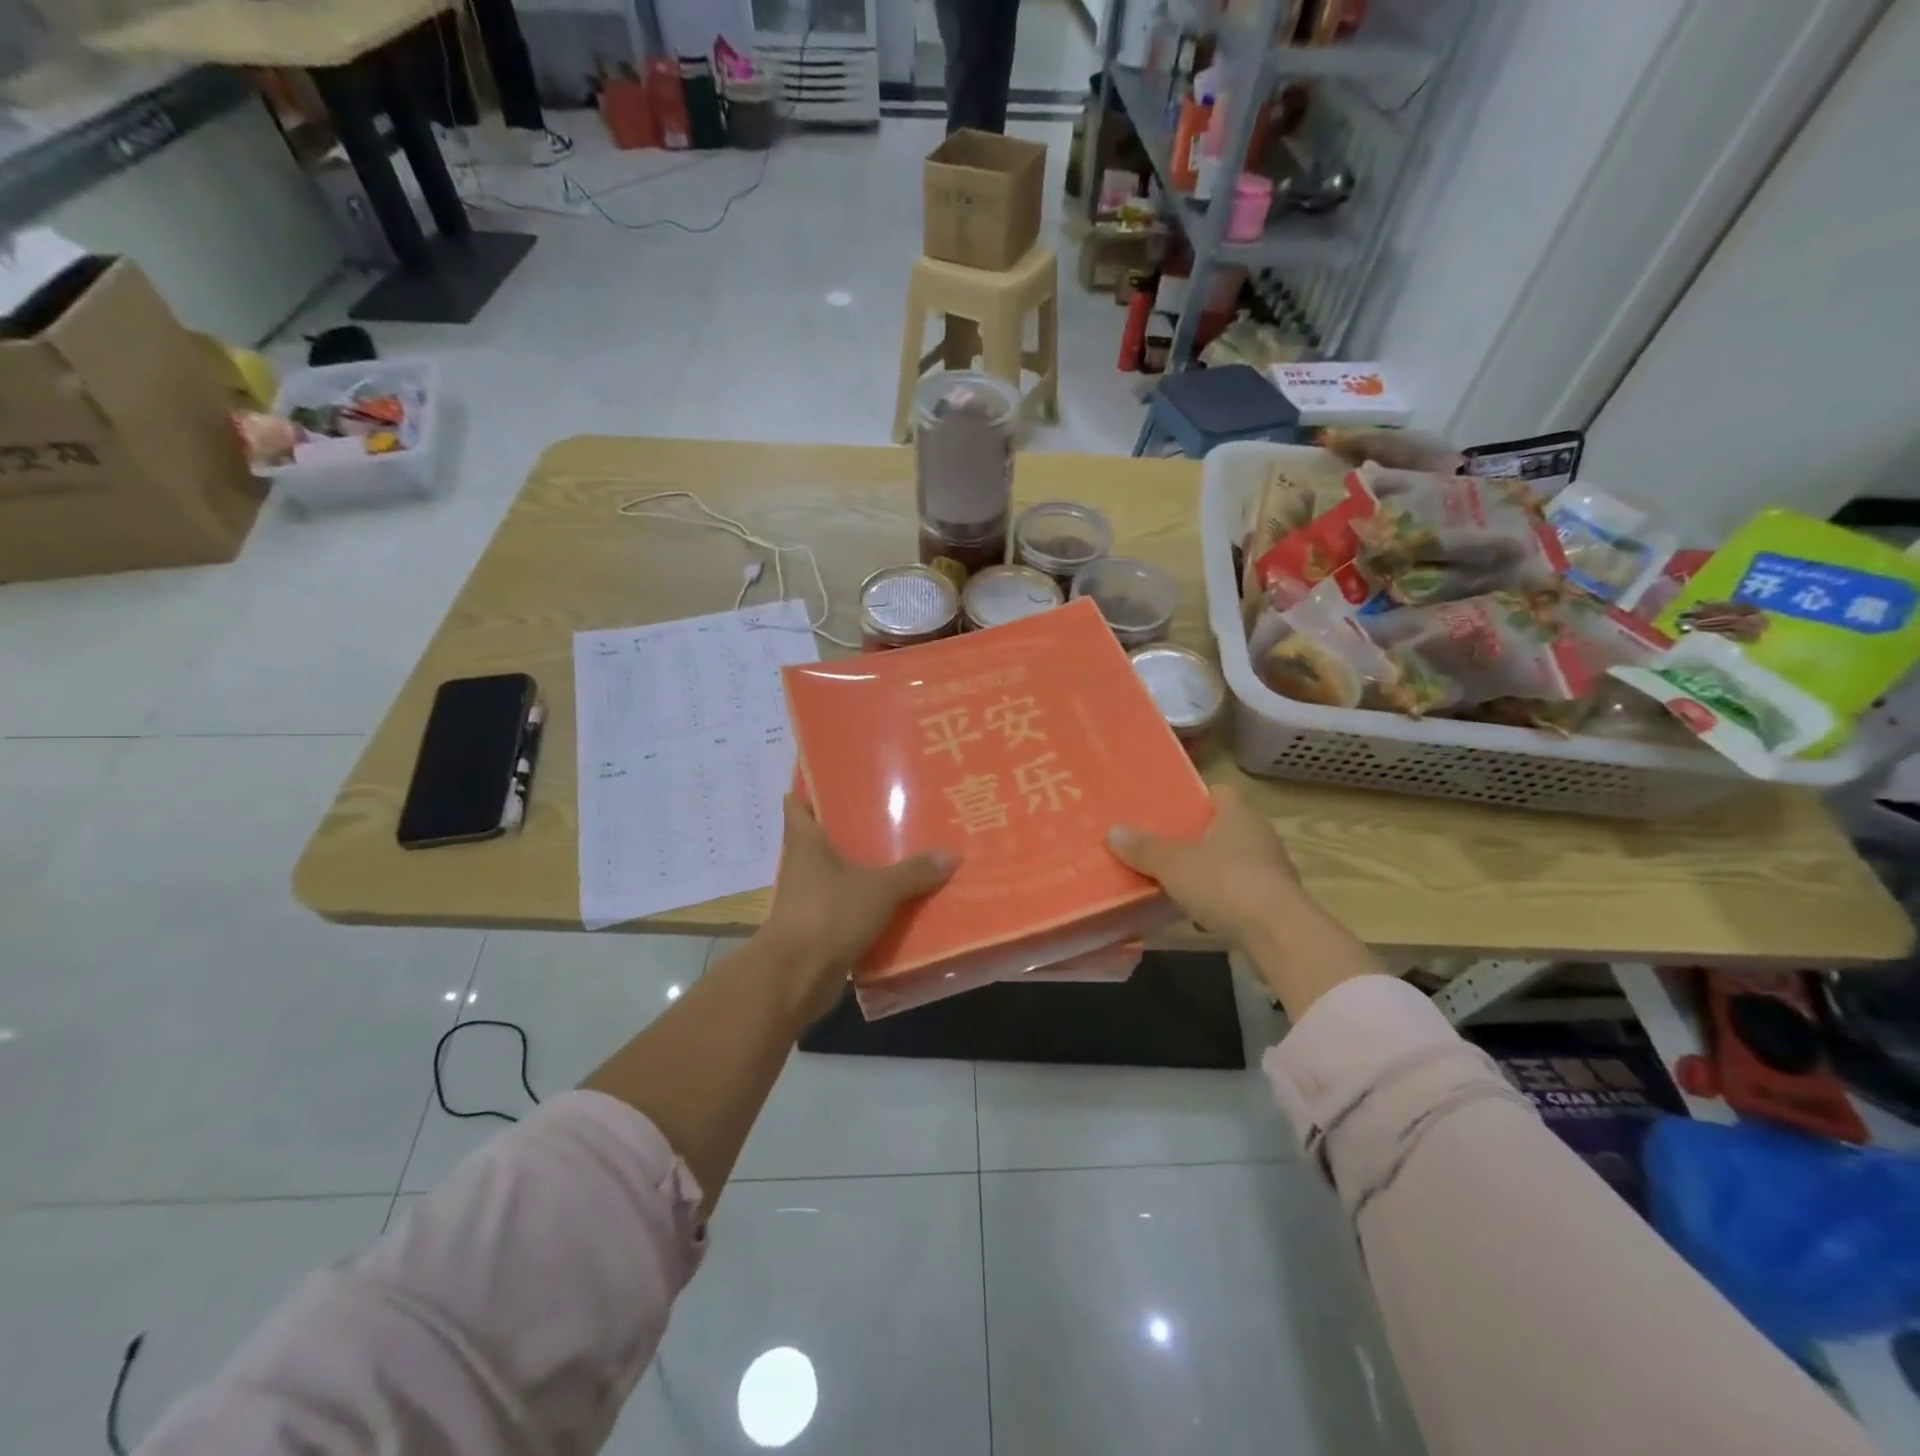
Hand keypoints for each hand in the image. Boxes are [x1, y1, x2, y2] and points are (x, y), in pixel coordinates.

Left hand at [761, 796, 957, 1020]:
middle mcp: (802, 867)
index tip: (834, 779)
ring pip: (835, 877)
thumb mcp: (879, 889)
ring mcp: (807, 901)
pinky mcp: (816, 931)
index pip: (798, 806)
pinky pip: (845, 910)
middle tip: (886, 816)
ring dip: (859, 872)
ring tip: (898, 858)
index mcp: (806, 844)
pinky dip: (864, 908)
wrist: (796, 977)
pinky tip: (894, 905)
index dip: (810, 791)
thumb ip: (914, 872)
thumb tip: (951, 854)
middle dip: (848, 832)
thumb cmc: (829, 915)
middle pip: (821, 841)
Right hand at [1107, 784, 1374, 1016]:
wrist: (1279, 935)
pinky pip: (1239, 890)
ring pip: (1231, 860)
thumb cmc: (1225, 882)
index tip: (1169, 808)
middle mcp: (1259, 834)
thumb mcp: (1173, 864)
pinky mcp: (1274, 901)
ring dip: (1208, 868)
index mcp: (1239, 813)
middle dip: (1195, 835)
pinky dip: (1220, 896)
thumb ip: (1144, 848)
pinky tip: (1197, 911)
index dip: (1194, 797)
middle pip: (1223, 826)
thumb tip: (1113, 831)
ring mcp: (1271, 869)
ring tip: (1174, 878)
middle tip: (1161, 842)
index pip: (1219, 791)